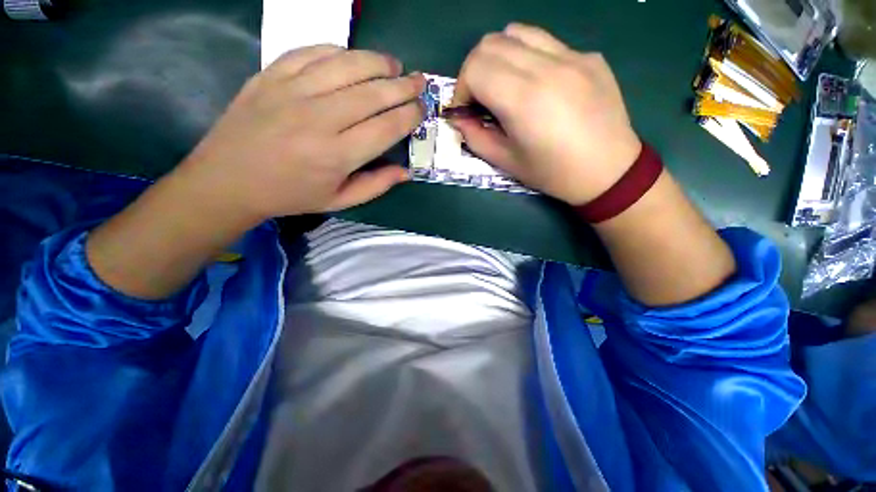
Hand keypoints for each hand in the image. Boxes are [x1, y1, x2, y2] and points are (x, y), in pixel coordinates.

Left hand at [177, 45, 424, 219]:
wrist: (228, 179)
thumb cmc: (290, 196)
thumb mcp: (339, 201)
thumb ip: (376, 186)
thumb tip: (405, 172)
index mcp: (337, 155)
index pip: (386, 127)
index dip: (410, 115)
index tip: (422, 109)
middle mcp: (319, 119)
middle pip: (373, 93)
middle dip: (403, 85)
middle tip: (420, 80)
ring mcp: (292, 91)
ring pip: (346, 64)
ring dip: (377, 62)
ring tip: (393, 65)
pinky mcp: (271, 75)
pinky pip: (312, 52)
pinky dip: (339, 51)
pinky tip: (352, 58)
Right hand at [452, 24, 641, 204]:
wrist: (609, 171)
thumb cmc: (554, 173)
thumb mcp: (507, 163)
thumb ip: (476, 138)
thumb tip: (459, 119)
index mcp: (524, 99)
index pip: (475, 68)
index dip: (461, 89)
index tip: (466, 110)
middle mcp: (547, 66)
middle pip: (490, 43)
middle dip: (474, 70)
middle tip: (480, 99)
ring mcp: (572, 55)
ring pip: (517, 32)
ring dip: (498, 57)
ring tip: (503, 85)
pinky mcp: (588, 56)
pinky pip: (546, 42)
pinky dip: (527, 57)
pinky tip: (536, 84)